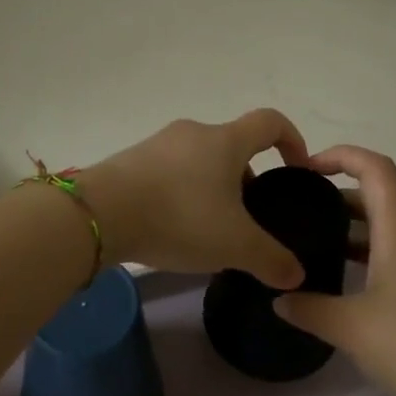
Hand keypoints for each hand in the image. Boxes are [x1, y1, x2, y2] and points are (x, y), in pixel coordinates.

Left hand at [79, 111, 309, 288]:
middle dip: (248, 177)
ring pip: (201, 159)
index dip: (292, 140)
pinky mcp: (133, 159)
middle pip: (233, 145)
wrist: (100, 214)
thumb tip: (296, 274)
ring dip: (214, 186)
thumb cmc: (179, 217)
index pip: (270, 121)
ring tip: (211, 228)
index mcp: (225, 140)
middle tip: (249, 217)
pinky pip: (171, 170)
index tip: (296, 170)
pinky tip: (175, 226)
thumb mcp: (234, 245)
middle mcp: (194, 132)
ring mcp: (159, 143)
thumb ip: (271, 259)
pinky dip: (183, 191)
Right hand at [274, 145, 395, 395]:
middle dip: (338, 194)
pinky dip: (368, 252)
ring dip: (353, 227)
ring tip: (316, 243)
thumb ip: (309, 309)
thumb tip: (279, 299)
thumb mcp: (350, 328)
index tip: (308, 168)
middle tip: (302, 208)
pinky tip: (348, 283)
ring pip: (388, 227)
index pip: (375, 167)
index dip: (342, 155)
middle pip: (379, 195)